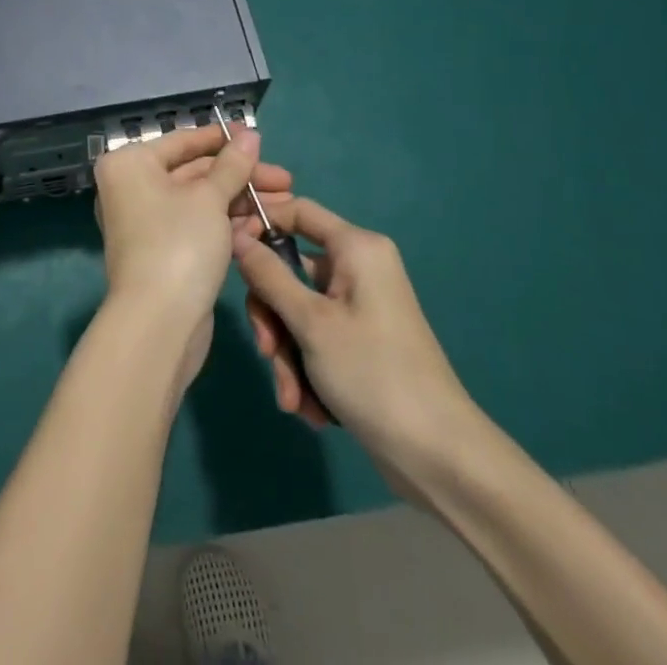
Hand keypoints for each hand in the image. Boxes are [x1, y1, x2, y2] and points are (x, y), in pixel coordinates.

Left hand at [93, 125, 291, 386]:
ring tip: (286, 202)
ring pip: (200, 200)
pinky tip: (263, 225)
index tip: (259, 138)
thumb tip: (249, 133)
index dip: (223, 139)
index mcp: (130, 164)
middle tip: (285, 180)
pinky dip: (227, 223)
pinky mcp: (164, 251)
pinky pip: (198, 225)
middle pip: (194, 172)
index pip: (183, 141)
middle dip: (241, 175)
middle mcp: (132, 188)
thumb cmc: (179, 244)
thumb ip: (232, 164)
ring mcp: (147, 222)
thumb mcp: (210, 198)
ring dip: (240, 200)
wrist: (159, 324)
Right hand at [234, 196, 481, 480]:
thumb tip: (235, 235)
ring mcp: (359, 307)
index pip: (297, 210)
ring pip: (298, 311)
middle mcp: (358, 269)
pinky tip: (310, 407)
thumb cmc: (373, 374)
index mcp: (356, 248)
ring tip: (294, 398)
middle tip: (267, 352)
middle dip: (273, 317)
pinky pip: (316, 339)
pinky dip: (306, 369)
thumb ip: (268, 275)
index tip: (227, 250)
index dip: (259, 223)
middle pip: (290, 269)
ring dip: (287, 354)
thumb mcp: (310, 322)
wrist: (439, 457)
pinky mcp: (360, 341)